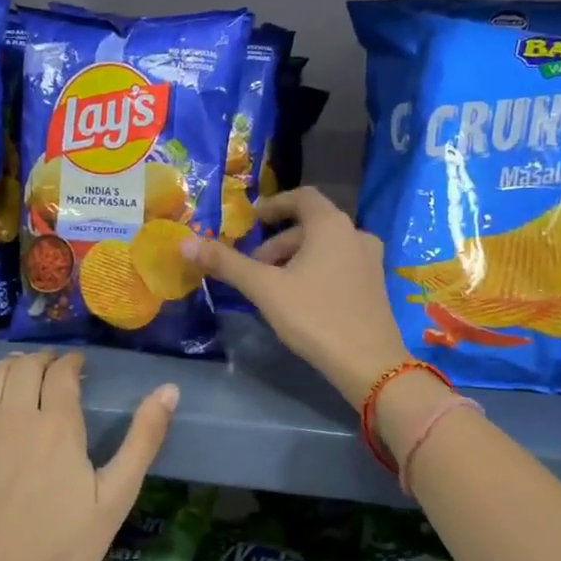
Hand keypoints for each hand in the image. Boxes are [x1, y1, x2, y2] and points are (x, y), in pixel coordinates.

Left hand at [0, 351, 175, 560]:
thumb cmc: (64, 547)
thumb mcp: (116, 497)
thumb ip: (143, 440)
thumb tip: (170, 389)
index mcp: (58, 425)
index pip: (62, 374)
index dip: (72, 362)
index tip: (79, 364)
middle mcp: (14, 416)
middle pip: (25, 368)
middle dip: (43, 360)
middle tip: (54, 367)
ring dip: (8, 364)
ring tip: (21, 367)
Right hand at [185, 187, 411, 403]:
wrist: (369, 363)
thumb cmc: (315, 316)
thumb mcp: (265, 289)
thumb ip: (227, 263)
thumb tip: (185, 243)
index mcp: (331, 224)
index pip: (301, 197)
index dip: (274, 205)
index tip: (252, 220)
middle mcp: (356, 233)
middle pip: (311, 226)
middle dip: (278, 243)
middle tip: (254, 269)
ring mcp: (370, 260)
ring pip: (325, 248)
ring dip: (296, 259)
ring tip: (272, 288)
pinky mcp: (375, 285)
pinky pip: (340, 265)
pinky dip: (316, 271)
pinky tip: (301, 301)